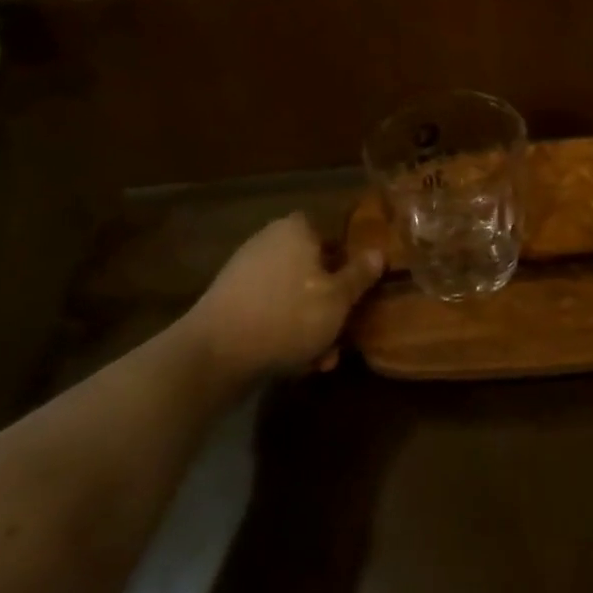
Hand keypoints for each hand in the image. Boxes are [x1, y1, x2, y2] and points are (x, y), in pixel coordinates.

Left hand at [182, 213, 382, 375]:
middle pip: (313, 269)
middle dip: (330, 303)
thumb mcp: (338, 299)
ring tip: (322, 359)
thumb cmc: (288, 316)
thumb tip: (379, 252)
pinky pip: (270, 311)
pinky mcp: (230, 302)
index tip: (361, 290)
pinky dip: (285, 332)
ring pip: (293, 296)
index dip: (350, 261)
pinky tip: (295, 364)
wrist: (213, 355)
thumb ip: (360, 274)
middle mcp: (269, 241)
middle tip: (344, 332)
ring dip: (311, 325)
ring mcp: (245, 272)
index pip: (333, 234)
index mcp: (296, 229)